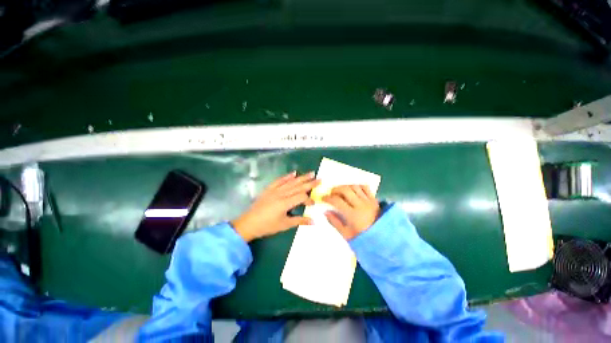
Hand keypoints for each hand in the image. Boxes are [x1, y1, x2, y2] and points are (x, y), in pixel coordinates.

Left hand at [232, 171, 318, 241]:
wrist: (248, 223)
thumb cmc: (267, 226)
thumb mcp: (284, 225)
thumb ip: (299, 220)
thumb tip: (313, 221)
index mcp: (285, 203)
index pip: (301, 197)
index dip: (309, 199)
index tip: (313, 204)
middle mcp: (281, 194)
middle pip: (298, 186)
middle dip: (310, 183)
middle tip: (319, 179)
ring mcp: (274, 190)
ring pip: (290, 182)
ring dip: (301, 177)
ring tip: (310, 173)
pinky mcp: (269, 189)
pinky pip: (279, 180)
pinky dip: (287, 176)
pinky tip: (293, 173)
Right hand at [323, 185, 379, 239]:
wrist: (385, 240)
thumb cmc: (363, 239)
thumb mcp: (347, 234)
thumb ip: (335, 222)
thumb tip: (325, 211)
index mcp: (353, 215)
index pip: (337, 201)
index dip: (328, 198)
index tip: (323, 198)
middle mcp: (361, 205)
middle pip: (345, 190)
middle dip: (335, 189)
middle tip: (331, 193)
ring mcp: (368, 201)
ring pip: (354, 186)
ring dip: (345, 186)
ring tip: (340, 191)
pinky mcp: (374, 199)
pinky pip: (365, 187)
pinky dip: (357, 186)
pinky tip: (352, 189)